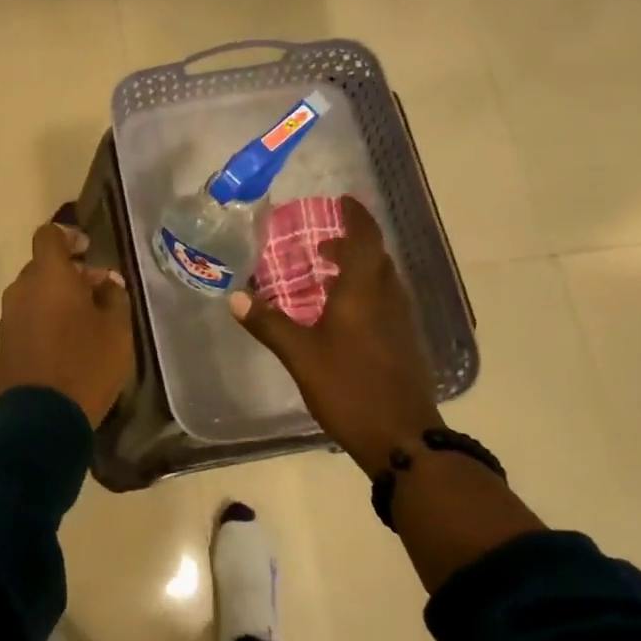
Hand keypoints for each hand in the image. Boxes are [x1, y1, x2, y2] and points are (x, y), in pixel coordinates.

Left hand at [0, 219, 133, 427]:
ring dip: (56, 298)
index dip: (68, 236)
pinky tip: (66, 343)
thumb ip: (114, 297)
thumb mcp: (117, 329)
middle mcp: (21, 289)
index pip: (49, 235)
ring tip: (85, 322)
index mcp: (48, 275)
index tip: (88, 249)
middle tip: (98, 292)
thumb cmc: (86, 364)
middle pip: (42, 267)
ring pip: (33, 294)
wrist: (42, 419)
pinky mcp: (3, 344)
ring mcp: (8, 318)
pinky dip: (44, 320)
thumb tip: (106, 282)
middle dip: (69, 273)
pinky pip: (26, 319)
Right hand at [230, 196, 440, 473]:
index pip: (365, 239)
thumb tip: (236, 296)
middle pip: (376, 258)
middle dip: (353, 244)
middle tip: (323, 244)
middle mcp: (387, 300)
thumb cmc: (349, 388)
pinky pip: (385, 304)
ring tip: (328, 275)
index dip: (356, 217)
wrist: (403, 439)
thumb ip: (269, 323)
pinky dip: (366, 295)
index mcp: (363, 292)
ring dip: (360, 270)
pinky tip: (344, 316)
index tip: (343, 201)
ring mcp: (401, 324)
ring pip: (383, 282)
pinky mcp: (405, 346)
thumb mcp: (300, 355)